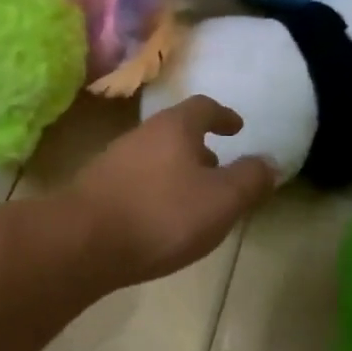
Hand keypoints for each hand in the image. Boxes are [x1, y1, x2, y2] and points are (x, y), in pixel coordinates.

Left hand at [69, 97, 276, 283]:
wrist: (81, 242)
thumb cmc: (161, 215)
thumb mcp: (221, 200)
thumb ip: (250, 180)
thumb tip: (270, 162)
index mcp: (174, 128)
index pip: (203, 108)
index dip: (223, 116)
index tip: (237, 128)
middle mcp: (141, 135)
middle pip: (176, 132)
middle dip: (200, 148)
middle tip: (218, 170)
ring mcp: (113, 161)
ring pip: (155, 158)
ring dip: (177, 172)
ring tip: (193, 200)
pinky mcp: (96, 190)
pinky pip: (136, 182)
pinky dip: (155, 191)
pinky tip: (159, 221)